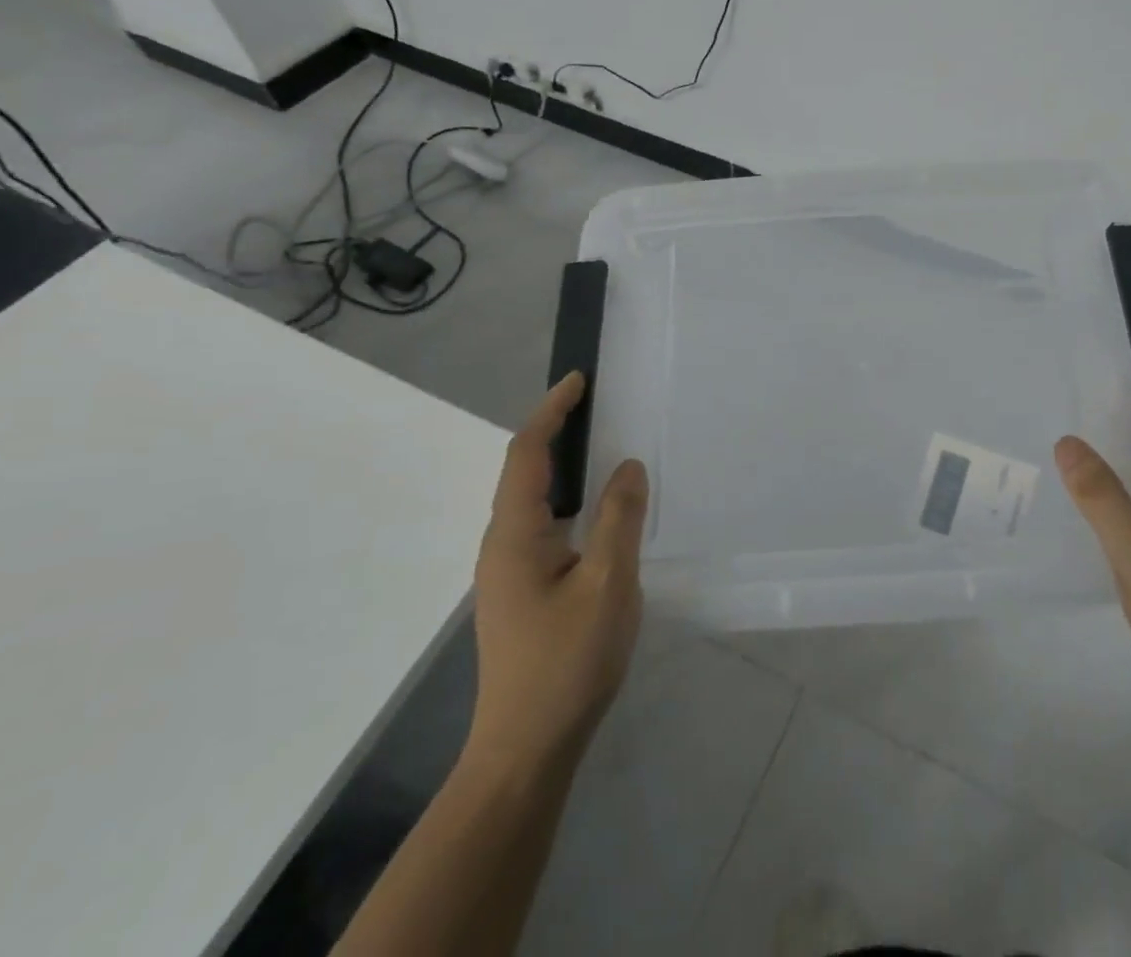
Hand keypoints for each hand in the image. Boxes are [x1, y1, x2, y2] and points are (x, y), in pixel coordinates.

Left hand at [466, 372, 647, 771]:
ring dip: (564, 466)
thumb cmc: (567, 662)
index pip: (527, 454)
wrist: (527, 750)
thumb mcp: (608, 584)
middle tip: (599, 407)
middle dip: (556, 432)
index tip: (579, 381)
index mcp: (514, 535)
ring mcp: (510, 572)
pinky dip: (570, 500)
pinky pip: (546, 526)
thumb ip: (620, 518)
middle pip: (525, 472)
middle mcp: (503, 546)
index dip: (551, 411)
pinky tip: (600, 513)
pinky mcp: (524, 592)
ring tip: (604, 448)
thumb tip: (627, 466)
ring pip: (535, 501)